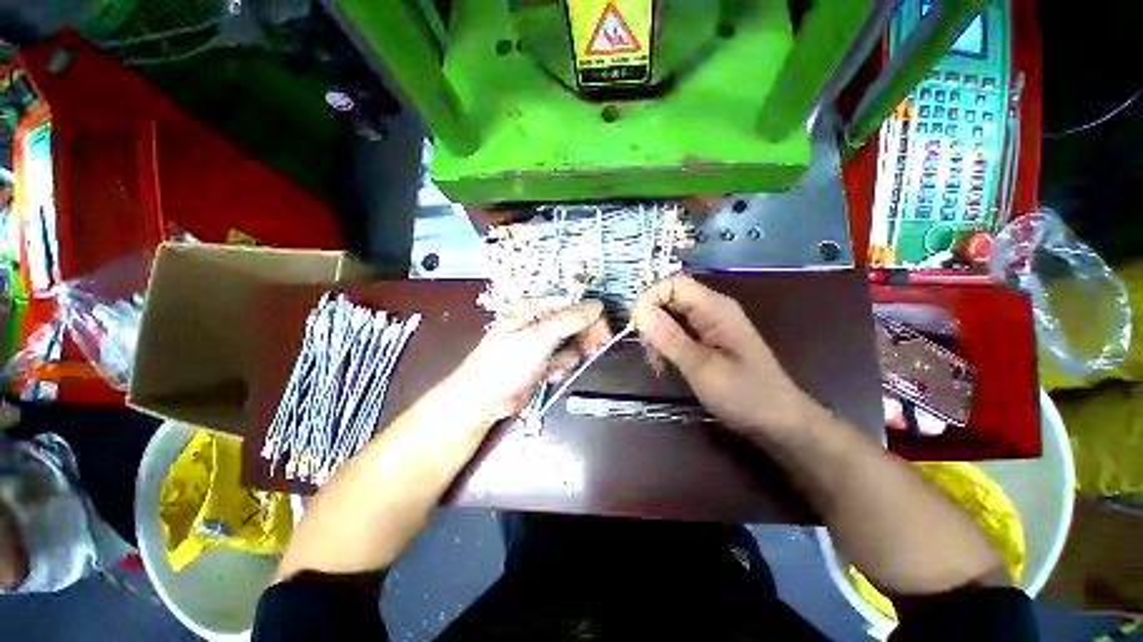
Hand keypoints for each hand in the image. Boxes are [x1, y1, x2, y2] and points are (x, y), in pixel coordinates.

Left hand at [446, 299, 611, 422]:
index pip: (572, 305)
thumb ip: (569, 320)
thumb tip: (596, 305)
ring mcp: (542, 344)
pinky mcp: (543, 362)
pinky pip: (563, 361)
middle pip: (575, 325)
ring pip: (572, 346)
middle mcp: (539, 324)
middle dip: (580, 340)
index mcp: (534, 310)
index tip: (604, 332)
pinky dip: (560, 368)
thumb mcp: (538, 338)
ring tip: (552, 366)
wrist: (484, 401)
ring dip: (567, 358)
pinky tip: (547, 374)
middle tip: (588, 350)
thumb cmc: (505, 364)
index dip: (590, 318)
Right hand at [633, 276, 817, 435]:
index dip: (650, 298)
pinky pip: (678, 332)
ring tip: (657, 364)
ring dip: (657, 336)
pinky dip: (666, 345)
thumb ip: (670, 338)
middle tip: (648, 351)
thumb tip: (641, 312)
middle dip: (652, 321)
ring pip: (671, 316)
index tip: (636, 326)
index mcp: (715, 308)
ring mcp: (710, 325)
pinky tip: (665, 365)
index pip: (673, 284)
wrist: (778, 421)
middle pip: (670, 299)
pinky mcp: (707, 340)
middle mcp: (711, 309)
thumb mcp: (702, 367)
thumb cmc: (744, 394)